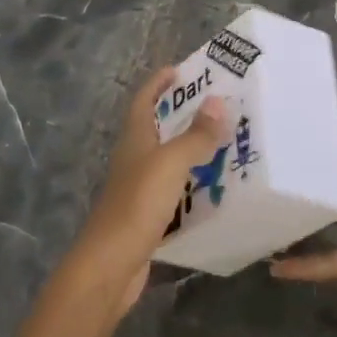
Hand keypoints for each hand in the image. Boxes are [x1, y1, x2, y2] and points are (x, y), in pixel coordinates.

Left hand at [76, 66, 230, 311]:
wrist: (110, 265)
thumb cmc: (137, 205)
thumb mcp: (170, 163)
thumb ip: (195, 135)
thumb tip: (218, 100)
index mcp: (134, 139)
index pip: (143, 100)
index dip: (158, 83)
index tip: (181, 70)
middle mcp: (134, 159)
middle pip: (157, 127)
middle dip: (183, 114)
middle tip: (218, 105)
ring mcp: (139, 188)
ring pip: (168, 159)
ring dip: (191, 149)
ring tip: (226, 142)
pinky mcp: (148, 215)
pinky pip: (175, 189)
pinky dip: (193, 182)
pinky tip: (215, 187)